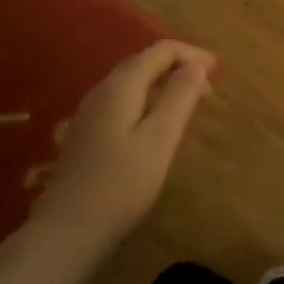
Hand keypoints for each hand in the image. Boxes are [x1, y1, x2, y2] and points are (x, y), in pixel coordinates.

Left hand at [31, 40, 214, 250]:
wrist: (65, 233)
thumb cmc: (120, 185)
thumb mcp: (160, 140)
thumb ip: (179, 97)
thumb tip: (197, 64)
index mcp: (122, 85)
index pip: (160, 50)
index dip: (192, 54)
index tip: (218, 70)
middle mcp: (102, 89)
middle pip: (144, 61)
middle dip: (178, 65)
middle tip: (208, 87)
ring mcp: (90, 112)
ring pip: (132, 81)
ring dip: (163, 83)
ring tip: (188, 102)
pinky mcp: (86, 133)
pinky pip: (123, 100)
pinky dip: (147, 99)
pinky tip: (156, 123)